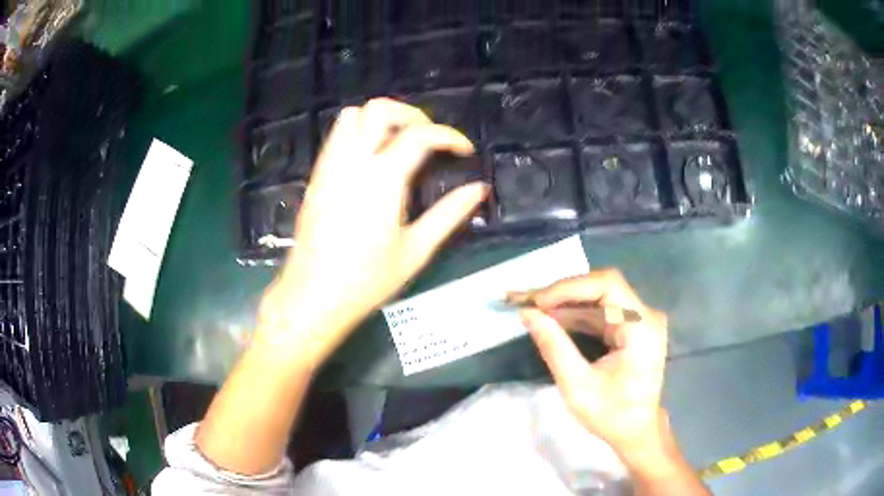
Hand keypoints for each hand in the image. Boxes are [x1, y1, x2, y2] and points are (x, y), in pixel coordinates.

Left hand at [257, 99, 488, 362]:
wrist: (313, 296)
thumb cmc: (366, 280)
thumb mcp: (416, 251)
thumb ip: (449, 214)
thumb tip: (478, 189)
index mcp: (382, 181)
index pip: (420, 135)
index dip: (449, 136)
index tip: (464, 150)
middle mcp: (353, 163)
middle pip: (379, 109)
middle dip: (412, 114)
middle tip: (429, 138)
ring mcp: (330, 168)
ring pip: (352, 116)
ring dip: (380, 119)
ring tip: (400, 141)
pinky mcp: (316, 177)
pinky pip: (335, 136)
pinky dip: (358, 131)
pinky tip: (371, 157)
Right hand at [519, 270, 668, 457]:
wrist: (636, 431)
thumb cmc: (611, 415)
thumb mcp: (577, 386)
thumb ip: (554, 346)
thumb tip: (527, 314)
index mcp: (641, 327)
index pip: (607, 285)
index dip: (569, 288)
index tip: (536, 301)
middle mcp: (645, 316)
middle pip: (601, 288)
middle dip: (562, 293)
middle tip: (525, 300)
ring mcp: (639, 320)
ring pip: (598, 298)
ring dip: (564, 303)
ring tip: (531, 306)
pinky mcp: (631, 328)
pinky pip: (600, 312)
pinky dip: (574, 314)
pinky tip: (550, 317)